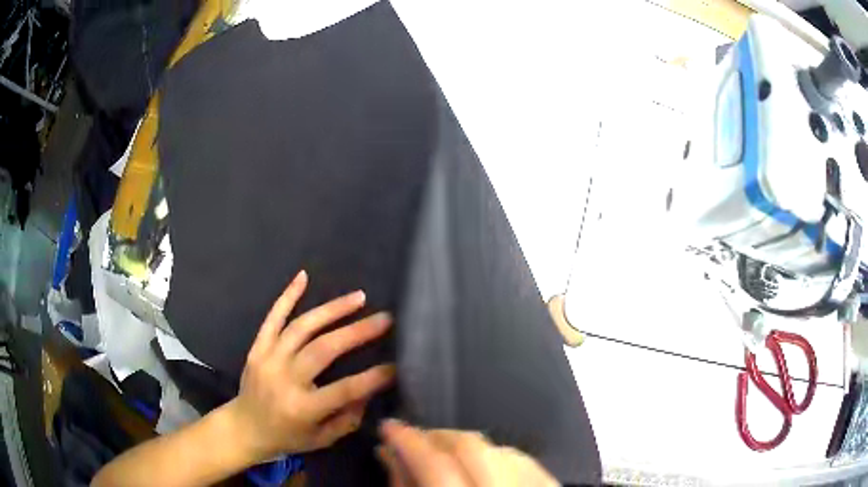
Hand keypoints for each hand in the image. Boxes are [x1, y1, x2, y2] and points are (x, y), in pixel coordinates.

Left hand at [226, 270, 395, 461]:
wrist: (244, 427)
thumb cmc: (287, 437)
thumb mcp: (322, 439)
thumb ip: (348, 418)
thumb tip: (370, 391)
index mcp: (302, 408)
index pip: (344, 390)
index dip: (373, 378)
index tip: (396, 365)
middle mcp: (284, 379)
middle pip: (324, 349)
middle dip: (357, 332)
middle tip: (384, 319)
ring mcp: (268, 359)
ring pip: (302, 327)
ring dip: (332, 310)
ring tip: (359, 298)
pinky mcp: (257, 347)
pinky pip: (272, 317)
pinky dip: (287, 296)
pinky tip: (303, 276)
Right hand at [377, 420, 557, 486]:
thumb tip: (392, 457)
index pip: (435, 465)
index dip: (407, 440)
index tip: (388, 427)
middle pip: (471, 448)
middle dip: (437, 436)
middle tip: (414, 439)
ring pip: (498, 449)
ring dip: (465, 444)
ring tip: (442, 451)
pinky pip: (522, 459)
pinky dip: (495, 454)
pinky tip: (480, 462)